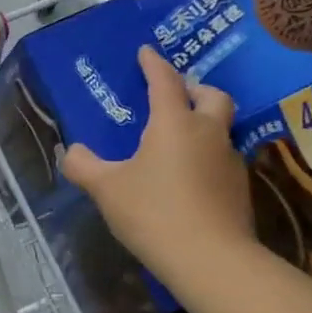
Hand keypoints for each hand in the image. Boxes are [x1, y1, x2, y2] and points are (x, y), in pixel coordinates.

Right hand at [61, 46, 253, 273]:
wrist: (211, 260)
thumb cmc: (153, 212)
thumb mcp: (106, 188)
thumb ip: (84, 165)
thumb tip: (72, 151)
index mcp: (174, 123)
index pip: (165, 81)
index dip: (154, 64)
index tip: (146, 52)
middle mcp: (208, 133)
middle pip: (213, 96)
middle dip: (195, 89)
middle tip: (176, 95)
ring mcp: (229, 161)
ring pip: (221, 128)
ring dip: (203, 124)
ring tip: (178, 139)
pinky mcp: (239, 189)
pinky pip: (221, 158)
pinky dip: (206, 156)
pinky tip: (188, 176)